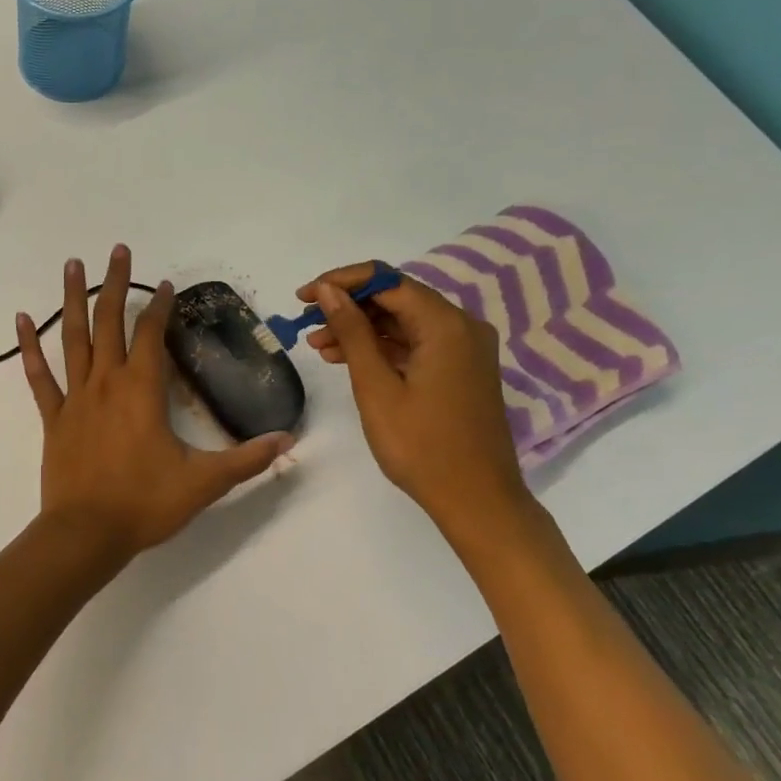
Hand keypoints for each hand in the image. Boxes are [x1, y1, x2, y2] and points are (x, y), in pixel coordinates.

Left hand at [18, 245, 291, 557]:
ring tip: (72, 264)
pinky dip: (28, 347)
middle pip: (110, 322)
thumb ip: (245, 459)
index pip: (151, 336)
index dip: (159, 308)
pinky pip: (38, 375)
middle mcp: (106, 382)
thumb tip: (288, 441)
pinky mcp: (53, 417)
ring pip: (72, 338)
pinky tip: (20, 320)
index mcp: (142, 391)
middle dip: (115, 284)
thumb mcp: (203, 483)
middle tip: (117, 250)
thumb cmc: (144, 505)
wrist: (86, 535)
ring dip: (73, 299)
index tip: (165, 285)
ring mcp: (75, 397)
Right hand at [300, 264, 534, 535]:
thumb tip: (327, 290)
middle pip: (396, 298)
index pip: (386, 280)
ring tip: (318, 346)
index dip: (340, 282)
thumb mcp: (376, 386)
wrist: (477, 501)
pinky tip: (347, 359)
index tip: (303, 297)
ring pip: (403, 322)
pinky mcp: (460, 369)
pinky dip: (382, 348)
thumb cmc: (422, 445)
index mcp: (446, 324)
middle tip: (306, 324)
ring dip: (361, 329)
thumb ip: (352, 332)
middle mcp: (461, 326)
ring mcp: (464, 349)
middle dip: (348, 307)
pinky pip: (416, 344)